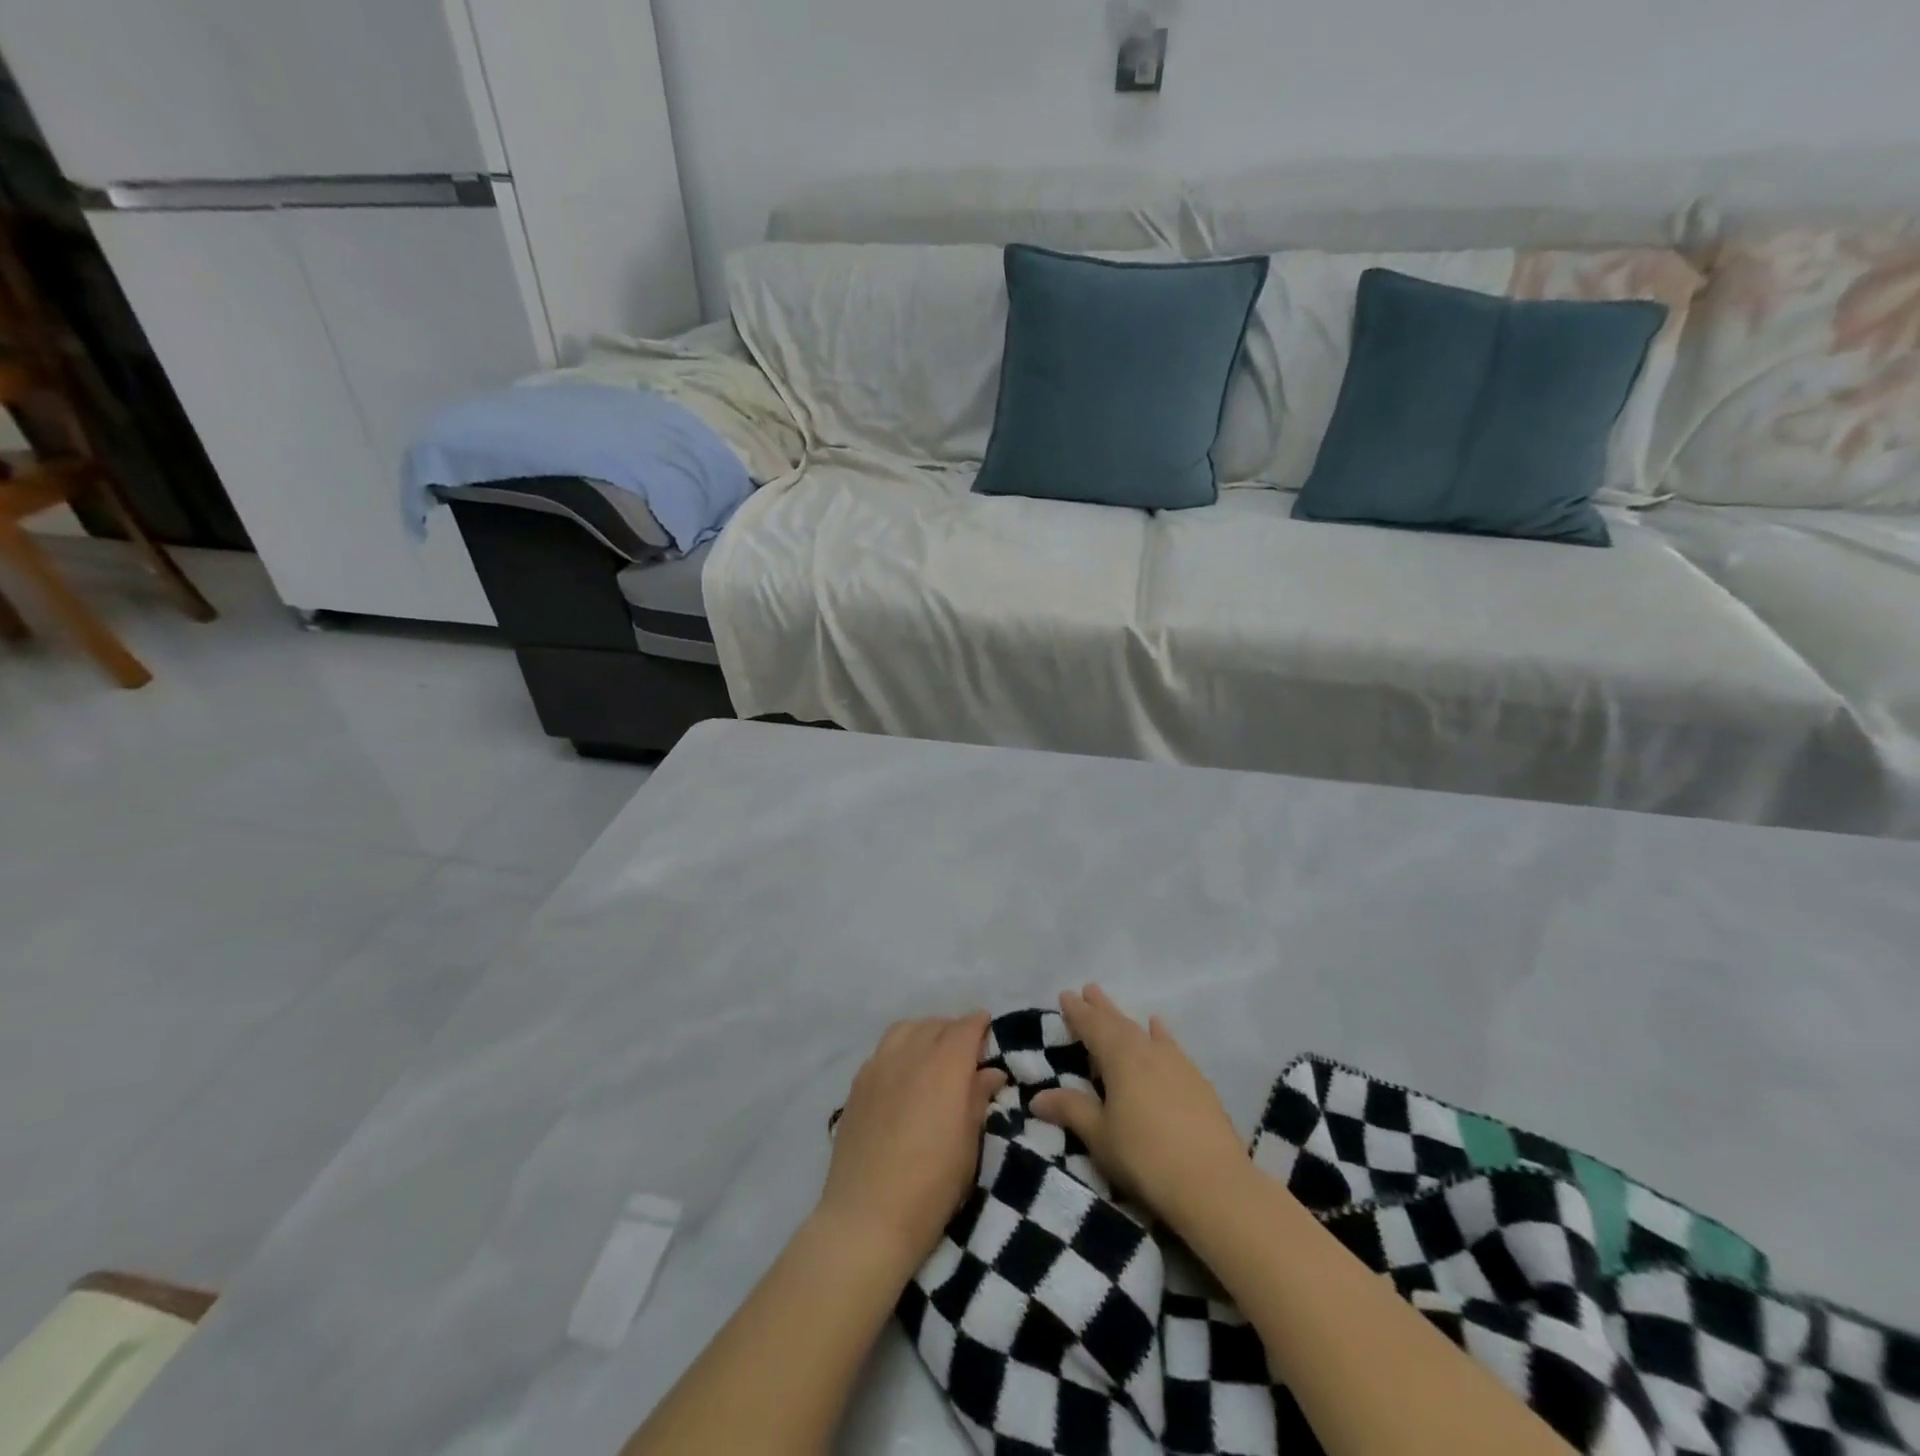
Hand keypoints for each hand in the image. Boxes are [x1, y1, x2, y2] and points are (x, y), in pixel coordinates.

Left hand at [816, 1014, 1007, 1276]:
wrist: (866, 1218)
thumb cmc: (931, 1186)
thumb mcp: (968, 1145)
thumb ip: (978, 1099)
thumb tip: (990, 1071)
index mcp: (944, 1067)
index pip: (965, 1029)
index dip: (979, 1024)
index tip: (988, 1028)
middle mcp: (910, 1056)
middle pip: (935, 1025)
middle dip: (954, 1030)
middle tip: (966, 1051)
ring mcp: (878, 1066)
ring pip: (906, 1029)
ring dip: (925, 1033)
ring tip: (933, 1055)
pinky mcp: (857, 1084)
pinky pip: (883, 1049)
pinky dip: (900, 1048)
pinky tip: (904, 1074)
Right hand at [1032, 986, 1249, 1235]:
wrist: (1213, 1183)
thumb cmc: (1145, 1157)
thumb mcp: (1100, 1136)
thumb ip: (1071, 1110)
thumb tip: (1038, 1097)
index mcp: (1120, 1058)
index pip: (1093, 1027)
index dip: (1078, 1012)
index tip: (1065, 995)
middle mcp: (1148, 1051)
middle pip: (1119, 1023)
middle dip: (1101, 1008)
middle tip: (1088, 989)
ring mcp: (1177, 1064)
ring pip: (1144, 1032)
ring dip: (1127, 1020)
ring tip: (1116, 1009)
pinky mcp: (1197, 1082)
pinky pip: (1170, 1046)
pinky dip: (1160, 1035)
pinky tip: (1160, 1029)